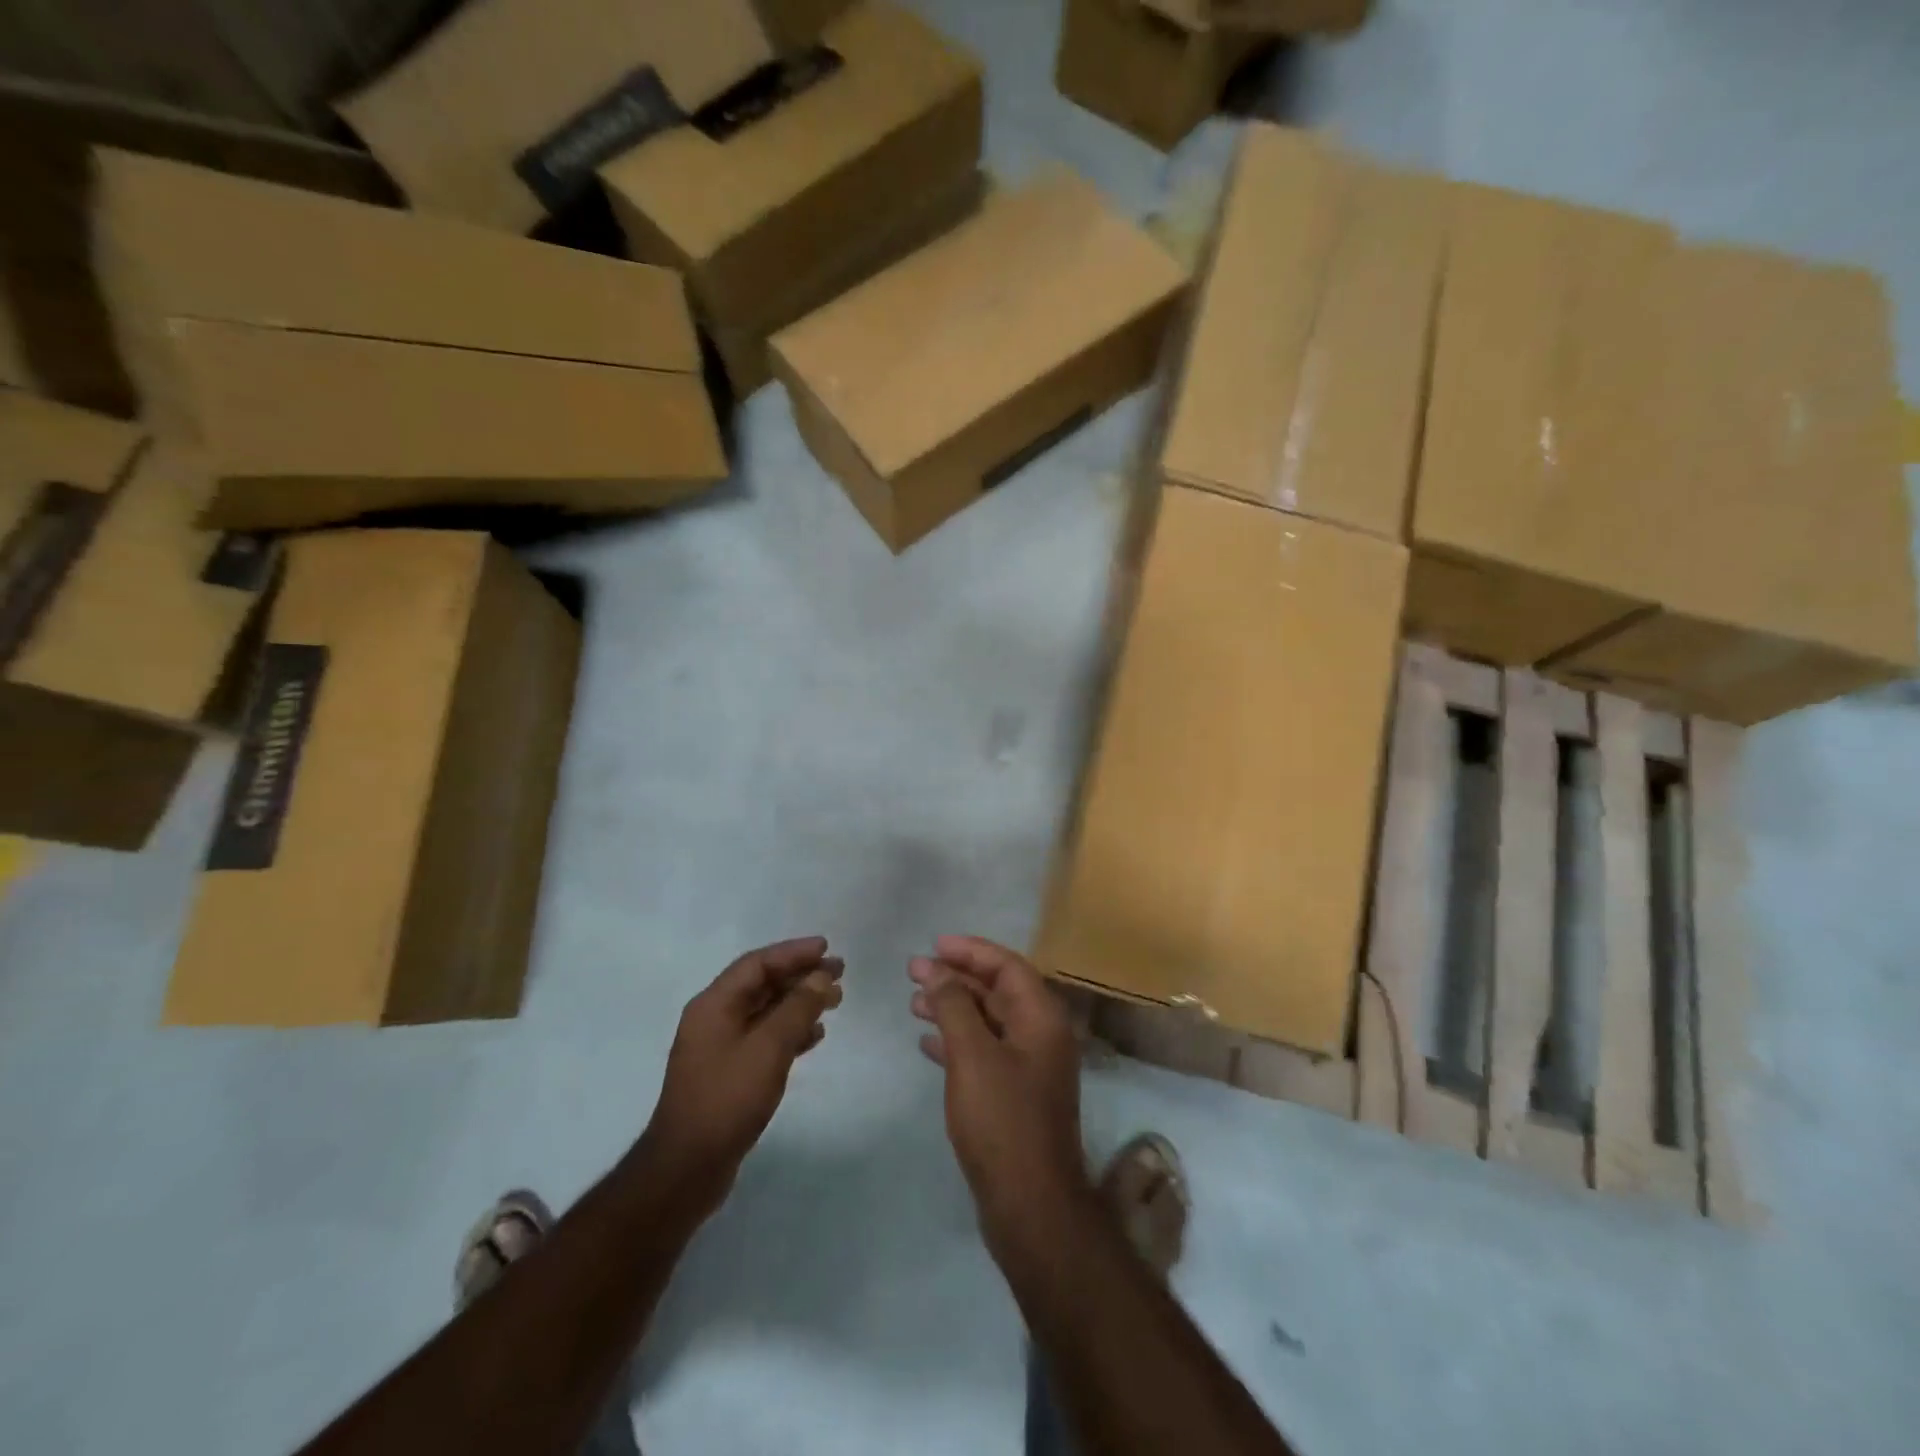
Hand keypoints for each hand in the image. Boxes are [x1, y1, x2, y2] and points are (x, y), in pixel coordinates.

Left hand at [640, 937, 842, 1220]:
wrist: (686, 1169)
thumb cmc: (727, 1099)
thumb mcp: (768, 1048)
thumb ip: (797, 1008)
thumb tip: (820, 977)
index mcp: (713, 1005)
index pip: (757, 964)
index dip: (793, 952)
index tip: (826, 948)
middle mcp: (713, 1019)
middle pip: (762, 984)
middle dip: (800, 976)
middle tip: (839, 972)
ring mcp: (720, 1048)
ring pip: (766, 1012)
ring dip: (800, 1003)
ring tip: (835, 1001)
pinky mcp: (729, 1074)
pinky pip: (765, 1038)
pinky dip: (791, 1031)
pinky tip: (814, 1036)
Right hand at [910, 936, 1088, 1246]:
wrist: (1031, 1205)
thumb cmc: (1003, 1120)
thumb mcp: (972, 1056)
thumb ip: (954, 1007)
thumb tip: (937, 970)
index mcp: (1042, 1018)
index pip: (1007, 965)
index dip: (971, 951)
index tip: (934, 945)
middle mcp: (1041, 1035)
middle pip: (997, 991)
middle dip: (956, 978)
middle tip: (914, 972)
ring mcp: (1030, 1067)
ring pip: (988, 1022)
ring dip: (953, 1009)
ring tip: (914, 1003)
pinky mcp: (1016, 1095)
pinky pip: (984, 1052)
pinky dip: (957, 1042)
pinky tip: (927, 1043)